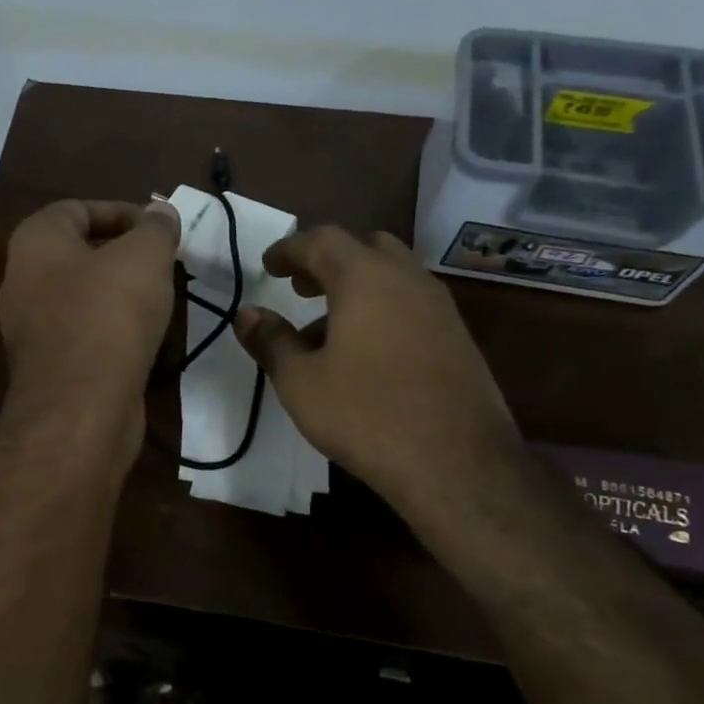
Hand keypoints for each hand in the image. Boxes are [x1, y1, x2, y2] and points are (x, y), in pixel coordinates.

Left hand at [0, 199, 180, 444]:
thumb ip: (155, 228)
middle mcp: (23, 280)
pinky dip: (113, 330)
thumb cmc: (109, 315)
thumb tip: (160, 212)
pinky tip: (145, 338)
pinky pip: (85, 333)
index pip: (76, 208)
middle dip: (125, 254)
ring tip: (162, 298)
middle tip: (165, 263)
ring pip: (83, 296)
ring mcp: (32, 328)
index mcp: (35, 243)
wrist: (81, 407)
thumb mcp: (144, 257)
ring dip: (122, 294)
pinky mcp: (49, 365)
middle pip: (79, 253)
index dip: (121, 211)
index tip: (159, 228)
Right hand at [232, 227, 522, 523]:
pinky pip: (410, 304)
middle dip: (327, 261)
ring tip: (323, 330)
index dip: (290, 249)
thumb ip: (271, 341)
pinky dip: (381, 310)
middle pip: (365, 248)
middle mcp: (407, 280)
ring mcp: (440, 308)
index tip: (268, 266)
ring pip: (392, 276)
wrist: (456, 463)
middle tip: (300, 287)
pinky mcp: (457, 337)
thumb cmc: (365, 414)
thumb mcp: (300, 381)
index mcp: (365, 278)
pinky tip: (363, 354)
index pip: (322, 240)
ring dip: (355, 288)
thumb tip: (246, 314)